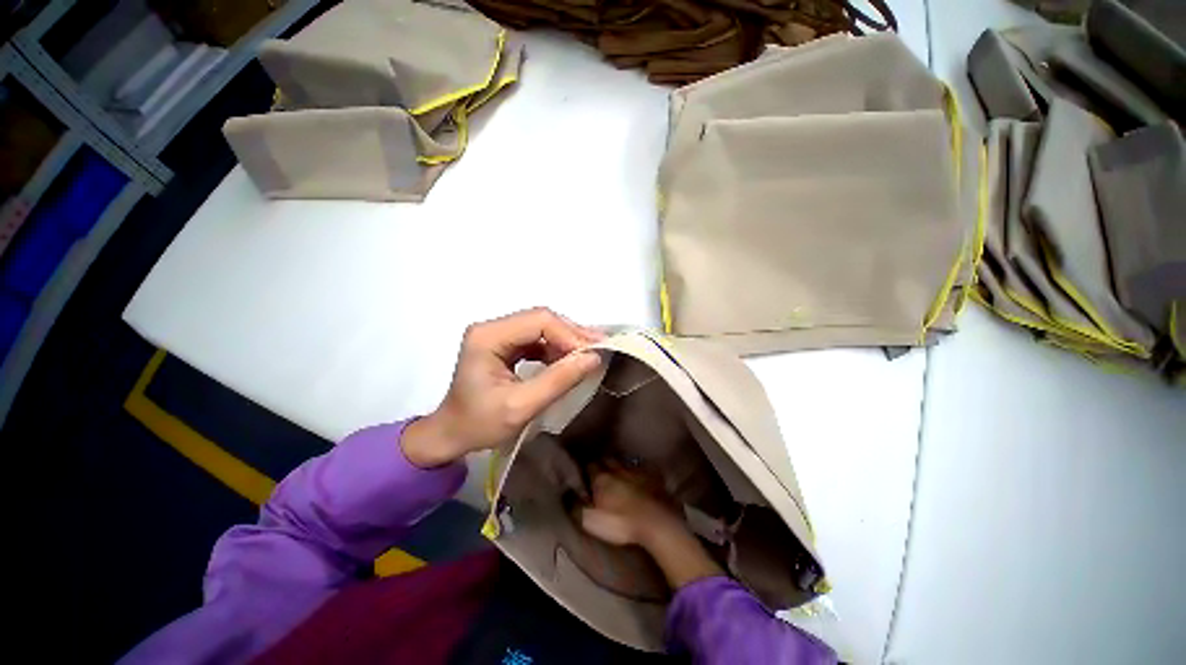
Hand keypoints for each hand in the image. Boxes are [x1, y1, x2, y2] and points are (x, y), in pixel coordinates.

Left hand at [402, 308, 603, 467]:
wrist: (452, 434)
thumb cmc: (479, 424)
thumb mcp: (521, 407)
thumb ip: (558, 380)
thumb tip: (594, 358)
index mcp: (488, 336)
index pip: (538, 321)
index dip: (569, 334)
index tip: (592, 354)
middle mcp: (492, 327)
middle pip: (541, 319)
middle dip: (571, 335)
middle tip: (598, 350)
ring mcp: (498, 334)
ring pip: (542, 327)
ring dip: (566, 340)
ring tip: (589, 355)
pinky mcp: (505, 343)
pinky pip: (537, 338)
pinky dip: (556, 348)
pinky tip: (570, 360)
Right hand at [580, 466, 724, 589]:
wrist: (656, 523)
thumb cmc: (620, 524)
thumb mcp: (592, 521)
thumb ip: (577, 507)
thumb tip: (567, 496)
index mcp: (601, 478)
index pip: (590, 466)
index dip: (586, 470)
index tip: (584, 474)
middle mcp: (617, 469)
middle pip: (607, 460)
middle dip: (602, 463)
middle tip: (599, 470)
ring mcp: (637, 472)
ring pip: (624, 463)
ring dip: (619, 466)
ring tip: (617, 471)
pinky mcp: (653, 478)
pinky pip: (642, 469)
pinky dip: (637, 472)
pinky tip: (638, 477)